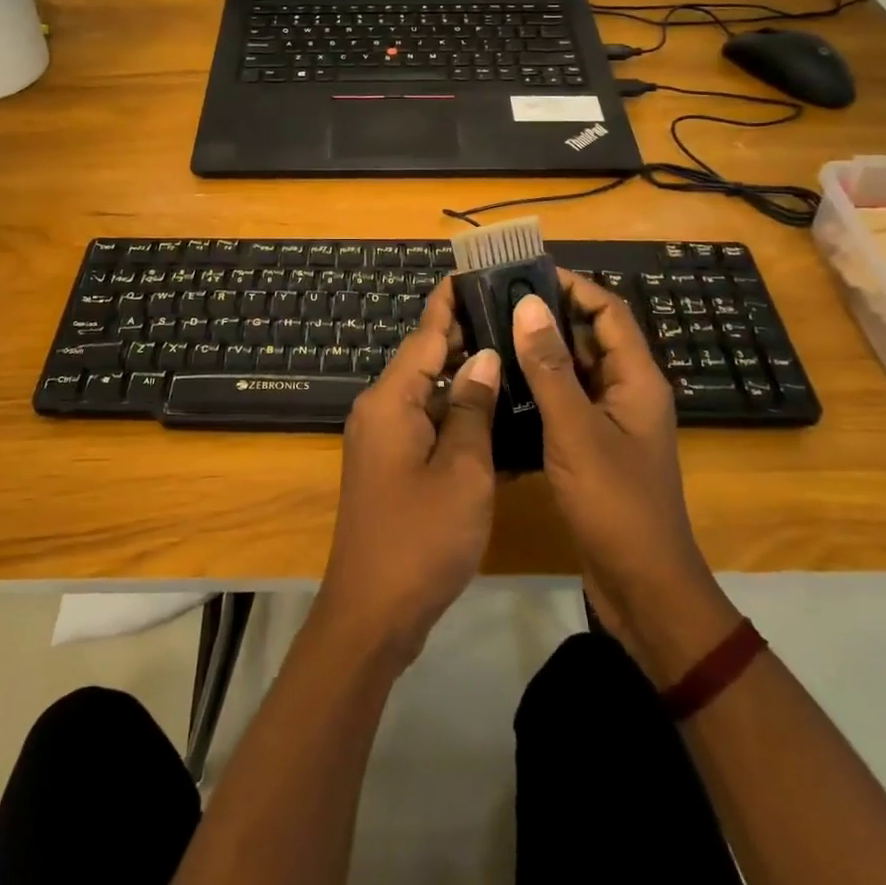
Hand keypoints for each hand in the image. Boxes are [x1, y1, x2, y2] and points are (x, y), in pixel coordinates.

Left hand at [316, 277, 499, 671]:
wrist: (373, 613)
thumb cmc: (421, 538)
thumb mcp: (462, 471)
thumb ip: (472, 409)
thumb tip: (483, 357)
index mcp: (390, 401)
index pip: (424, 335)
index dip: (449, 302)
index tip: (473, 270)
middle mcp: (380, 410)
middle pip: (425, 359)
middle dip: (464, 336)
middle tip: (511, 313)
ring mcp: (383, 440)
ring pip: (429, 393)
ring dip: (465, 377)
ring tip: (513, 352)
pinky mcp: (392, 466)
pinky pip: (427, 425)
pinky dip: (457, 415)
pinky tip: (494, 412)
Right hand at [512, 275, 739, 683]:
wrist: (642, 587)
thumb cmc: (614, 504)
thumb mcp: (576, 430)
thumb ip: (551, 368)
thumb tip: (528, 304)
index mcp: (637, 379)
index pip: (608, 311)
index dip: (573, 286)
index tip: (526, 272)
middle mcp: (628, 392)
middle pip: (591, 337)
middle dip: (549, 316)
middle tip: (496, 302)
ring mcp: (612, 421)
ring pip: (576, 371)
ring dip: (541, 352)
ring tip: (492, 335)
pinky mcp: (594, 447)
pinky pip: (567, 402)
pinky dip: (540, 388)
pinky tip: (502, 387)